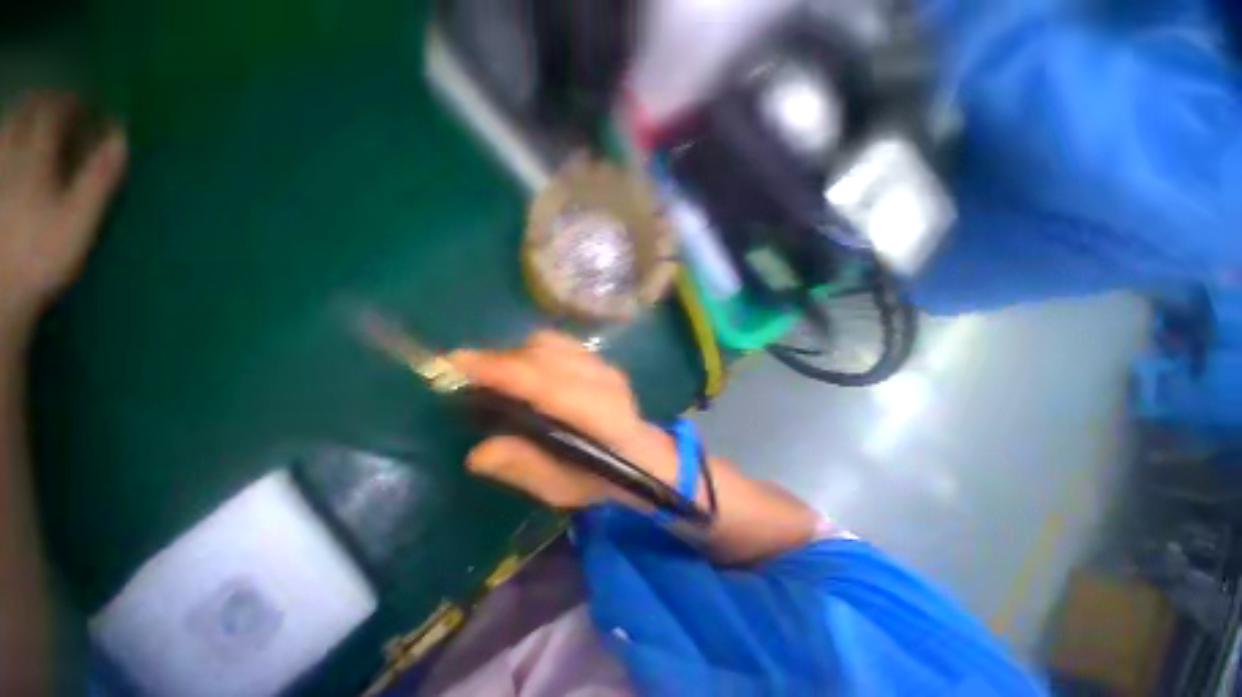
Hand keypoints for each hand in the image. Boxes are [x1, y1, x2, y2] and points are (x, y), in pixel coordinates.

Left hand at [0, 93, 126, 331]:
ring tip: (45, 119)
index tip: (93, 103)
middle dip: (48, 103)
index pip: (53, 113)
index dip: (73, 103)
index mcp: (35, 160)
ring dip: (27, 115)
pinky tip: (18, 145)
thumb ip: (99, 177)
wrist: (0, 293)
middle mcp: (9, 156)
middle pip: (25, 113)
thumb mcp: (79, 220)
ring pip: (6, 126)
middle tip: (69, 106)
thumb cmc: (44, 256)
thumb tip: (121, 137)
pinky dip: (10, 137)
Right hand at [449, 331, 677, 508]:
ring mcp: (605, 365)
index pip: (546, 385)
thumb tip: (478, 453)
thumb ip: (525, 468)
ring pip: (550, 342)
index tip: (457, 362)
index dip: (502, 370)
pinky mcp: (602, 359)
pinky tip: (525, 369)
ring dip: (516, 352)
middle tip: (471, 376)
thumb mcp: (562, 488)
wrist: (644, 455)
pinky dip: (534, 350)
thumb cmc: (602, 477)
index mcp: (600, 417)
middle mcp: (604, 382)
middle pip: (544, 353)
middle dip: (500, 359)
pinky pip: (560, 342)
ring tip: (498, 375)